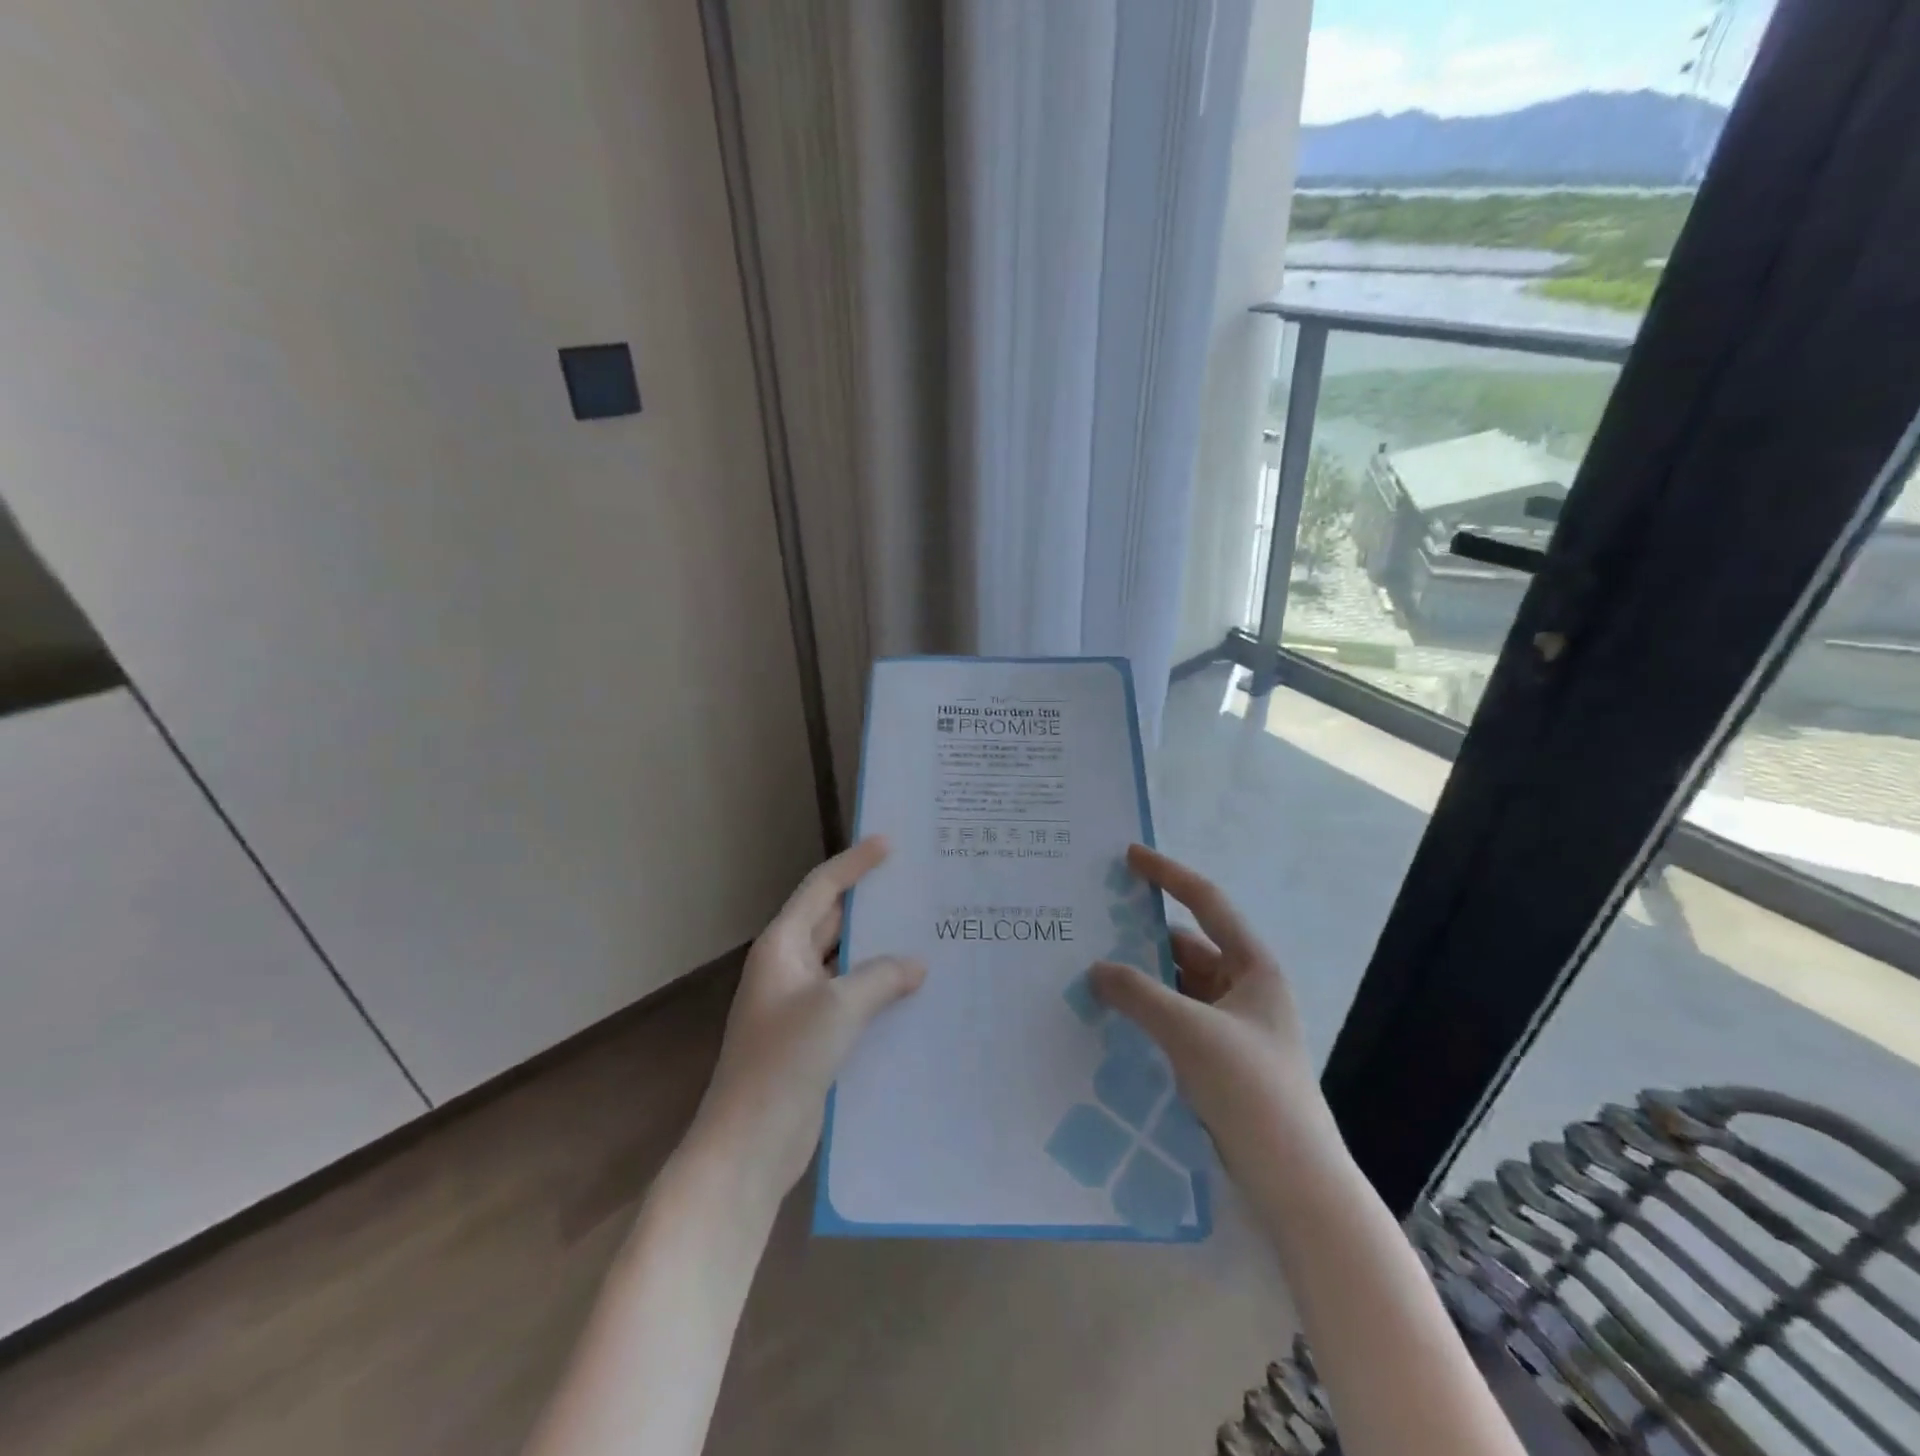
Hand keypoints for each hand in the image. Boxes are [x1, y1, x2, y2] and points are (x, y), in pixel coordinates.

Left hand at [691, 836, 924, 1202]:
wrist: (750, 1144)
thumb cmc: (785, 1061)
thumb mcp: (837, 1009)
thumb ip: (880, 978)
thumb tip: (916, 965)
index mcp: (782, 946)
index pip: (822, 889)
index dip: (854, 863)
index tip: (889, 843)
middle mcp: (789, 967)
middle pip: (834, 921)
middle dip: (872, 905)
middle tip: (917, 887)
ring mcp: (800, 1004)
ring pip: (846, 962)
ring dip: (879, 951)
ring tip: (926, 935)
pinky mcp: (813, 1037)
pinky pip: (851, 999)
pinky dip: (878, 990)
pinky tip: (914, 992)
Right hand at [1090, 844, 1338, 1180]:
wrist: (1293, 1180)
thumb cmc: (1250, 1088)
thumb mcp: (1189, 1031)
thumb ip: (1138, 993)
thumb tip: (1096, 969)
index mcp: (1253, 966)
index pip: (1206, 903)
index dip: (1168, 874)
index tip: (1129, 855)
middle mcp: (1244, 988)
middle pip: (1187, 946)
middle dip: (1142, 936)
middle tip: (1092, 924)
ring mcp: (1232, 1026)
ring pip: (1178, 985)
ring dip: (1141, 979)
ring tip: (1090, 970)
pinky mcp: (1219, 1059)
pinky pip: (1175, 1019)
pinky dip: (1146, 1012)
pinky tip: (1111, 1016)